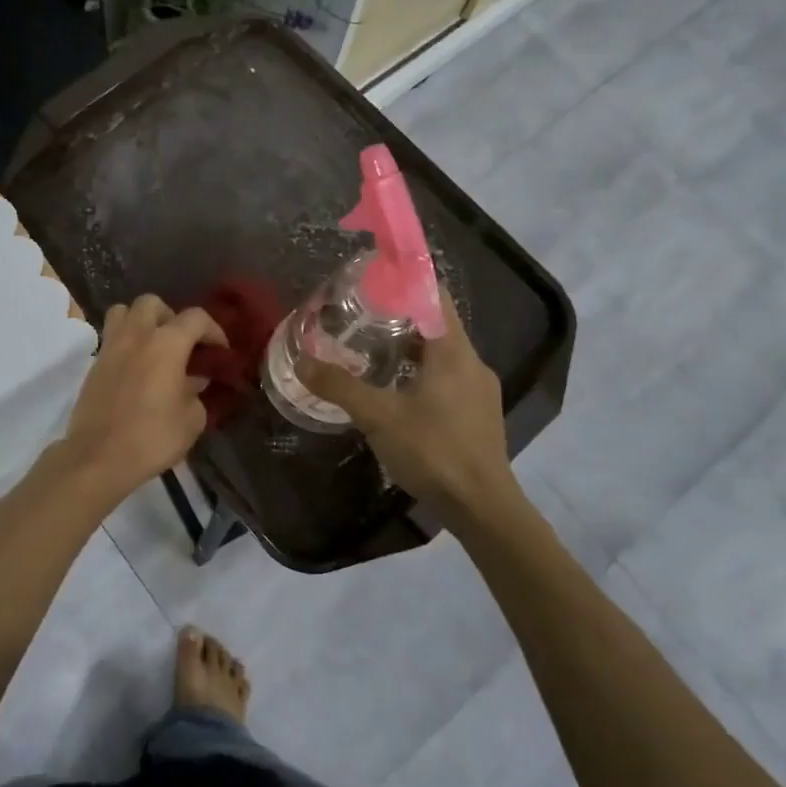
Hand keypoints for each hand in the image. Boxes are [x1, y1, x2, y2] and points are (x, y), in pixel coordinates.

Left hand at [57, 294, 225, 502]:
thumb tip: (194, 380)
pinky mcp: (94, 365)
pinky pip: (112, 338)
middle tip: (182, 344)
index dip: (213, 330)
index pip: (195, 318)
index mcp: (166, 343)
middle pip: (152, 303)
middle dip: (171, 317)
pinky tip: (137, 370)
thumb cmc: (152, 438)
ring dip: (141, 322)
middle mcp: (136, 335)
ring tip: (154, 348)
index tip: (220, 351)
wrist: (98, 458)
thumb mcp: (191, 420)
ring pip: (124, 312)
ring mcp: (110, 347)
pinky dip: (126, 343)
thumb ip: (196, 393)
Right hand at [297, 288, 516, 523]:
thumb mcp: (378, 416)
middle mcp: (472, 363)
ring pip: (441, 355)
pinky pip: (447, 379)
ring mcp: (479, 390)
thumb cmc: (434, 451)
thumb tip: (302, 361)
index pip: (435, 296)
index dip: (406, 281)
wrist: (482, 508)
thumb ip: (340, 387)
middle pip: (436, 324)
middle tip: (361, 316)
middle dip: (399, 317)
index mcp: (453, 351)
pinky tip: (396, 393)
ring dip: (409, 349)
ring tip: (371, 352)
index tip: (374, 278)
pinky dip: (421, 374)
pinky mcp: (478, 415)